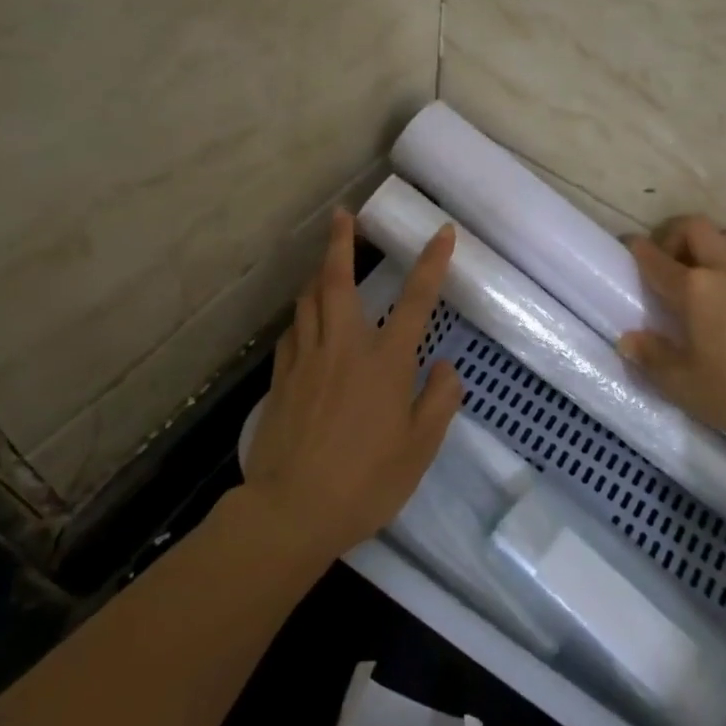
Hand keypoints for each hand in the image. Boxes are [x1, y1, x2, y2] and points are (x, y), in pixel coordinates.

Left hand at [242, 208, 463, 563]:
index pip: (416, 299)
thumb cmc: (366, 480)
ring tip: (324, 260)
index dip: (432, 262)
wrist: (291, 510)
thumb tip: (444, 367)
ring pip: (308, 300)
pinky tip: (305, 321)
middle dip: (342, 242)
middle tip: (343, 214)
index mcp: (386, 361)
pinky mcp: (281, 378)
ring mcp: (307, 359)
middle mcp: (345, 346)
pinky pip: (292, 331)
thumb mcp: (420, 448)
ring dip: (317, 273)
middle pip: (338, 281)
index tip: (443, 232)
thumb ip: (438, 401)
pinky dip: (302, 316)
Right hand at [619, 215, 725, 452]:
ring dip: (706, 244)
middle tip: (666, 260)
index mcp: (695, 289)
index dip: (637, 249)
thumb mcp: (685, 385)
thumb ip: (652, 358)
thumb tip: (627, 340)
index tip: (627, 245)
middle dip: (673, 234)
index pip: (656, 259)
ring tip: (700, 274)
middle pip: (695, 227)